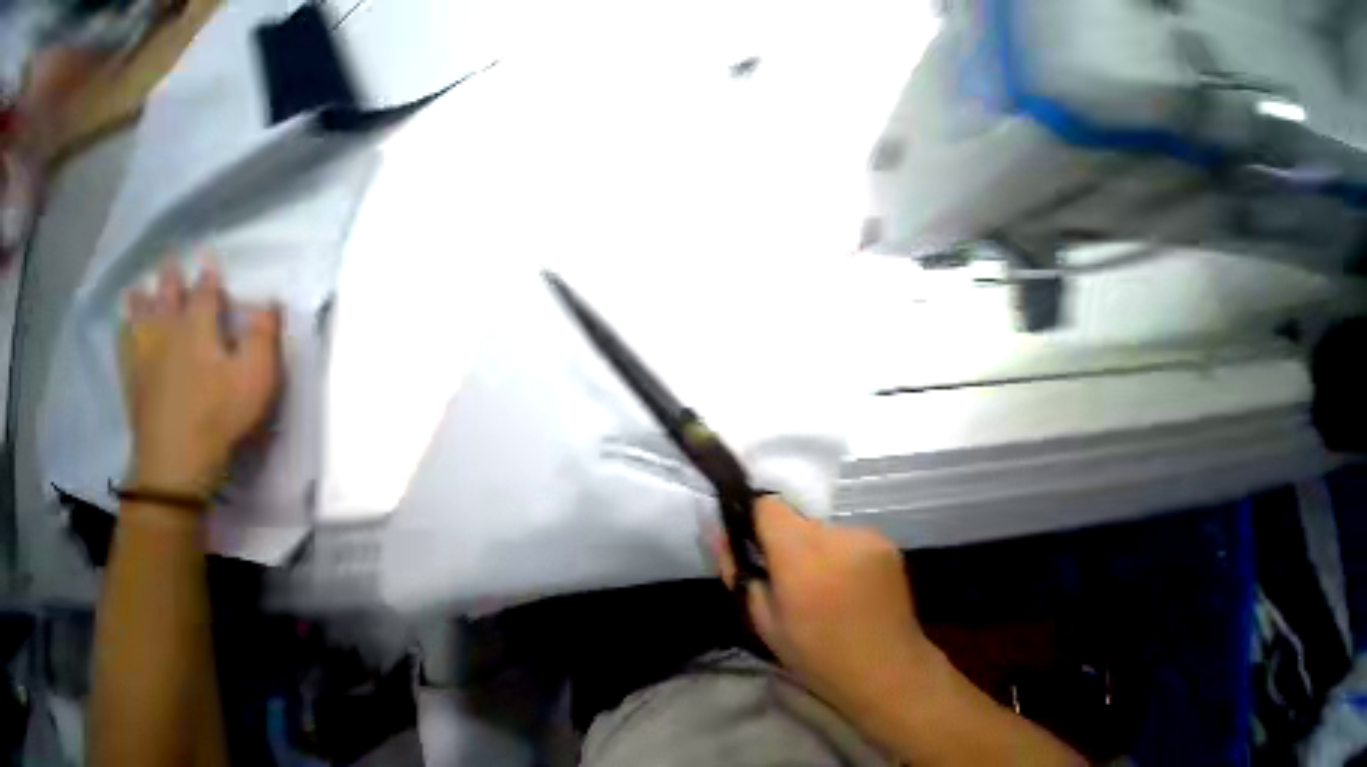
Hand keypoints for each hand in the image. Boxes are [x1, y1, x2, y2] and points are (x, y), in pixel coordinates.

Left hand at [120, 259, 281, 497]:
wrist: (179, 451)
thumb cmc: (225, 409)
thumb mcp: (257, 374)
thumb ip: (262, 336)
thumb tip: (267, 301)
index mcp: (199, 332)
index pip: (204, 295)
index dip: (208, 275)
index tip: (207, 255)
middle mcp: (166, 335)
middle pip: (167, 300)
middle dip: (171, 278)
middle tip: (170, 259)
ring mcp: (144, 356)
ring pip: (140, 317)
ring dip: (142, 299)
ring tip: (139, 286)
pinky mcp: (133, 376)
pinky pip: (125, 341)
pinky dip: (125, 327)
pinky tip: (125, 325)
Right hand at [717, 498, 937, 723]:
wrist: (894, 679)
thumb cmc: (819, 656)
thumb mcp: (763, 619)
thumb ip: (734, 568)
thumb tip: (715, 528)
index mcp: (799, 556)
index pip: (767, 505)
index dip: (757, 518)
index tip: (756, 539)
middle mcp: (832, 536)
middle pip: (793, 516)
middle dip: (785, 537)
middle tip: (790, 572)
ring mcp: (863, 535)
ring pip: (819, 526)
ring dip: (812, 545)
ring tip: (822, 581)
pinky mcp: (883, 540)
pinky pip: (844, 535)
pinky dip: (838, 551)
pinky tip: (848, 582)